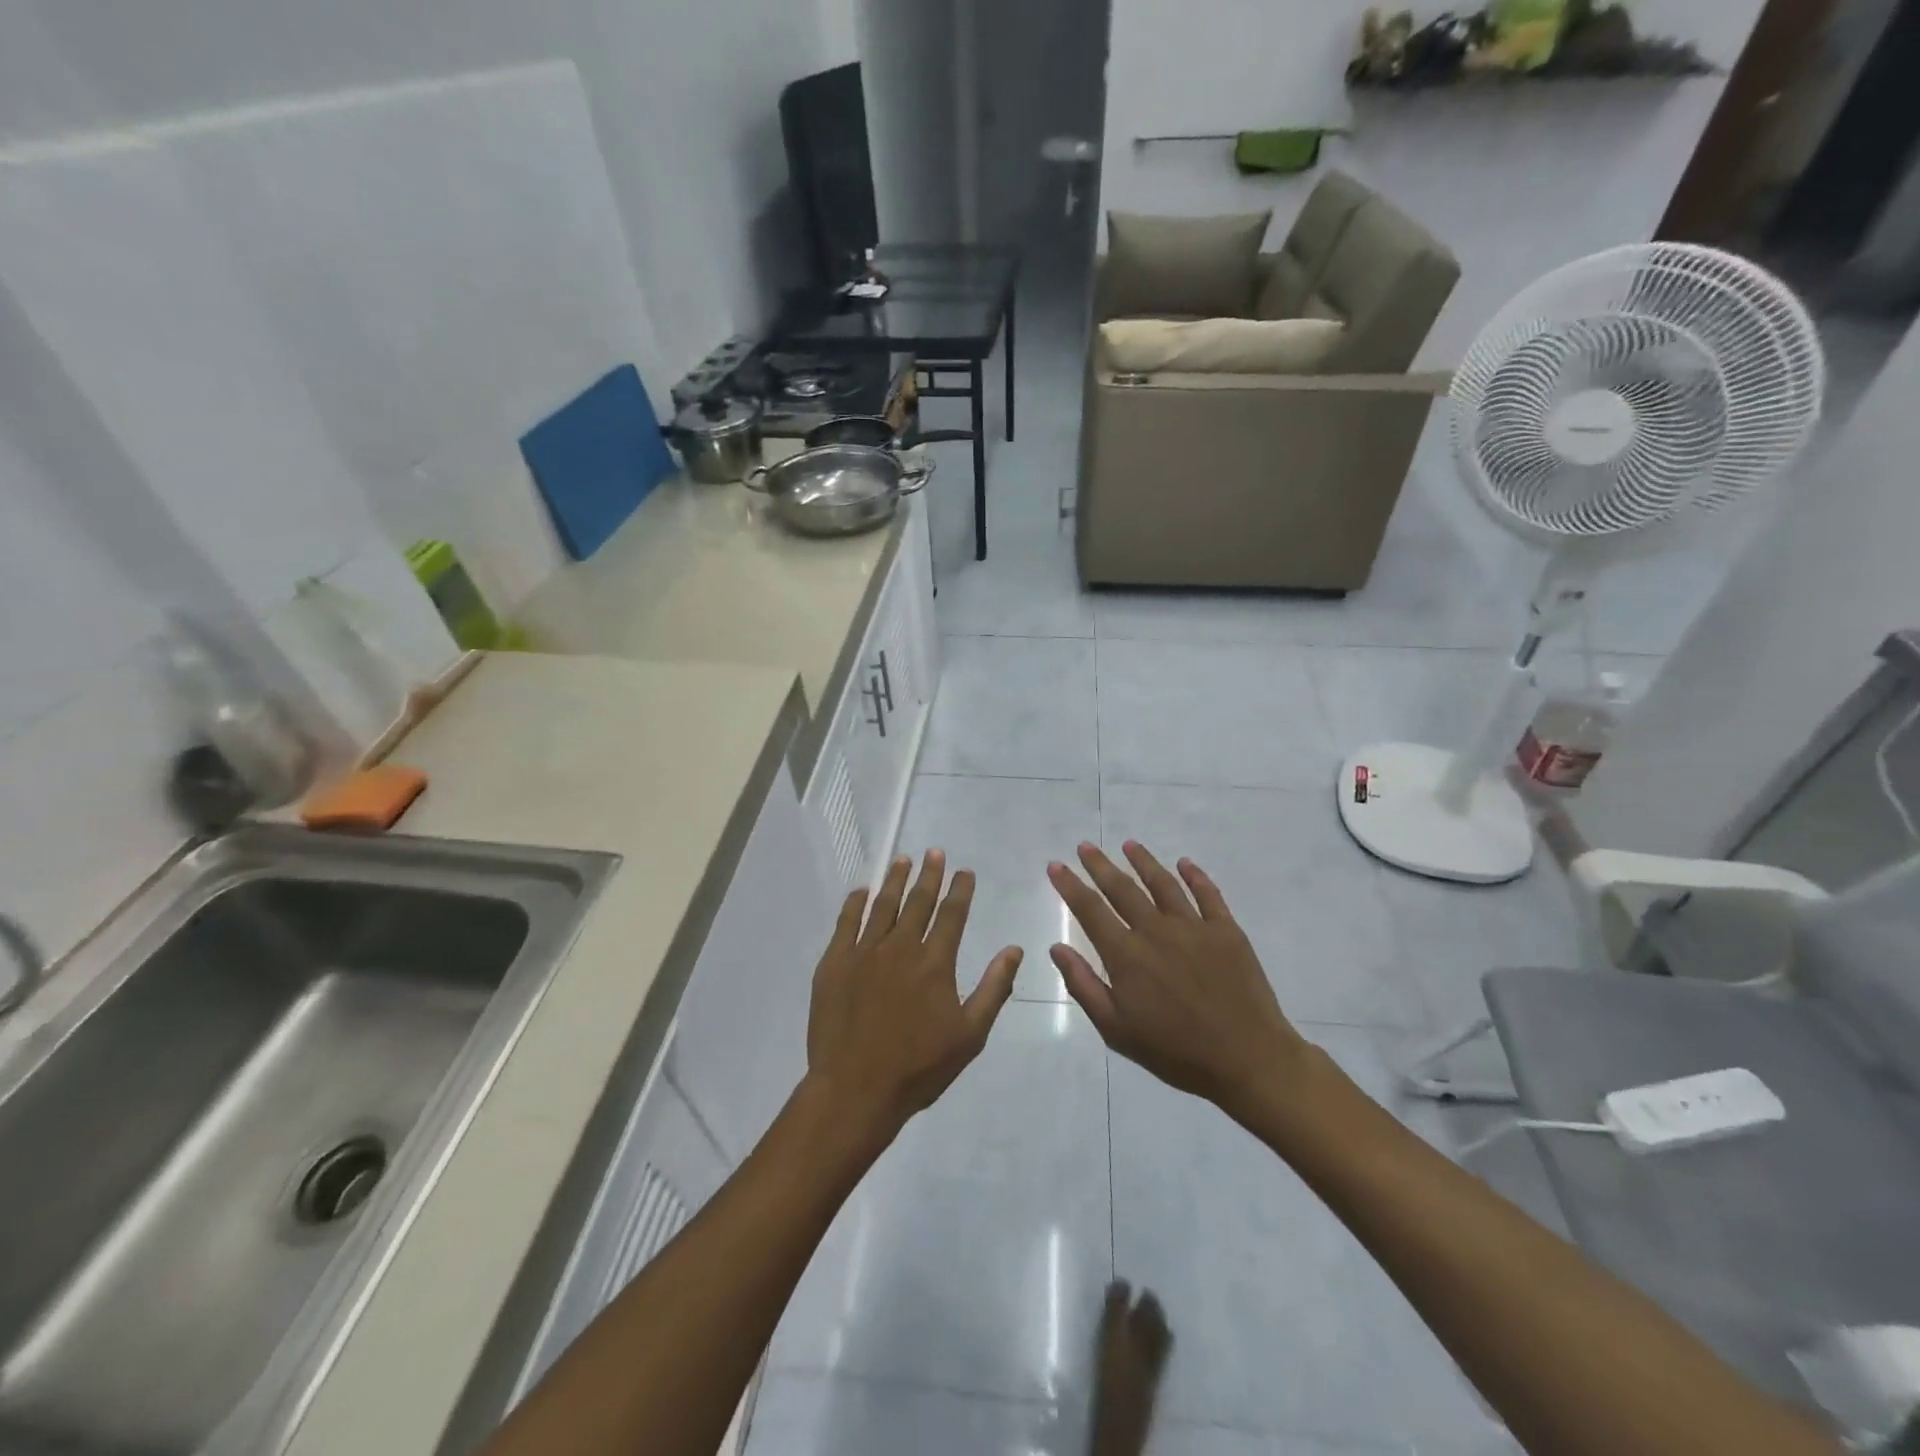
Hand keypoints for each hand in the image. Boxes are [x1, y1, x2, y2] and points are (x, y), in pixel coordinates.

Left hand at [806, 851, 1021, 1142]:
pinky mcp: (834, 963)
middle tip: (934, 852)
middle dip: (929, 874)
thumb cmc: (918, 1068)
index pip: (952, 914)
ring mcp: (863, 952)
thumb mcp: (970, 1035)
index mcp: (935, 963)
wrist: (855, 1090)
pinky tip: (861, 892)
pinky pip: (845, 923)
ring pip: (882, 905)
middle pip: (917, 901)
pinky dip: (854, 903)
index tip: (964, 871)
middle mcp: (900, 947)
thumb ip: (993, 989)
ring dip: (894, 880)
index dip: (960, 890)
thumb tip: (1014, 950)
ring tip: (902, 860)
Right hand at [1049, 841, 1313, 1119]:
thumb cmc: (1176, 1052)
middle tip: (1086, 846)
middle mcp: (1156, 930)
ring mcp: (1194, 926)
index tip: (1056, 865)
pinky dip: (1194, 875)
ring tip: (1129, 845)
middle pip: (1122, 889)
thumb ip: (1084, 986)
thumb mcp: (1117, 1030)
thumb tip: (1057, 948)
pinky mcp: (1227, 931)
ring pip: (1162, 883)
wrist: (1248, 1059)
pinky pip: (1208, 894)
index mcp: (1126, 955)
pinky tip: (1184, 863)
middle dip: (1100, 865)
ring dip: (1143, 861)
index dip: (1070, 886)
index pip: (1090, 910)